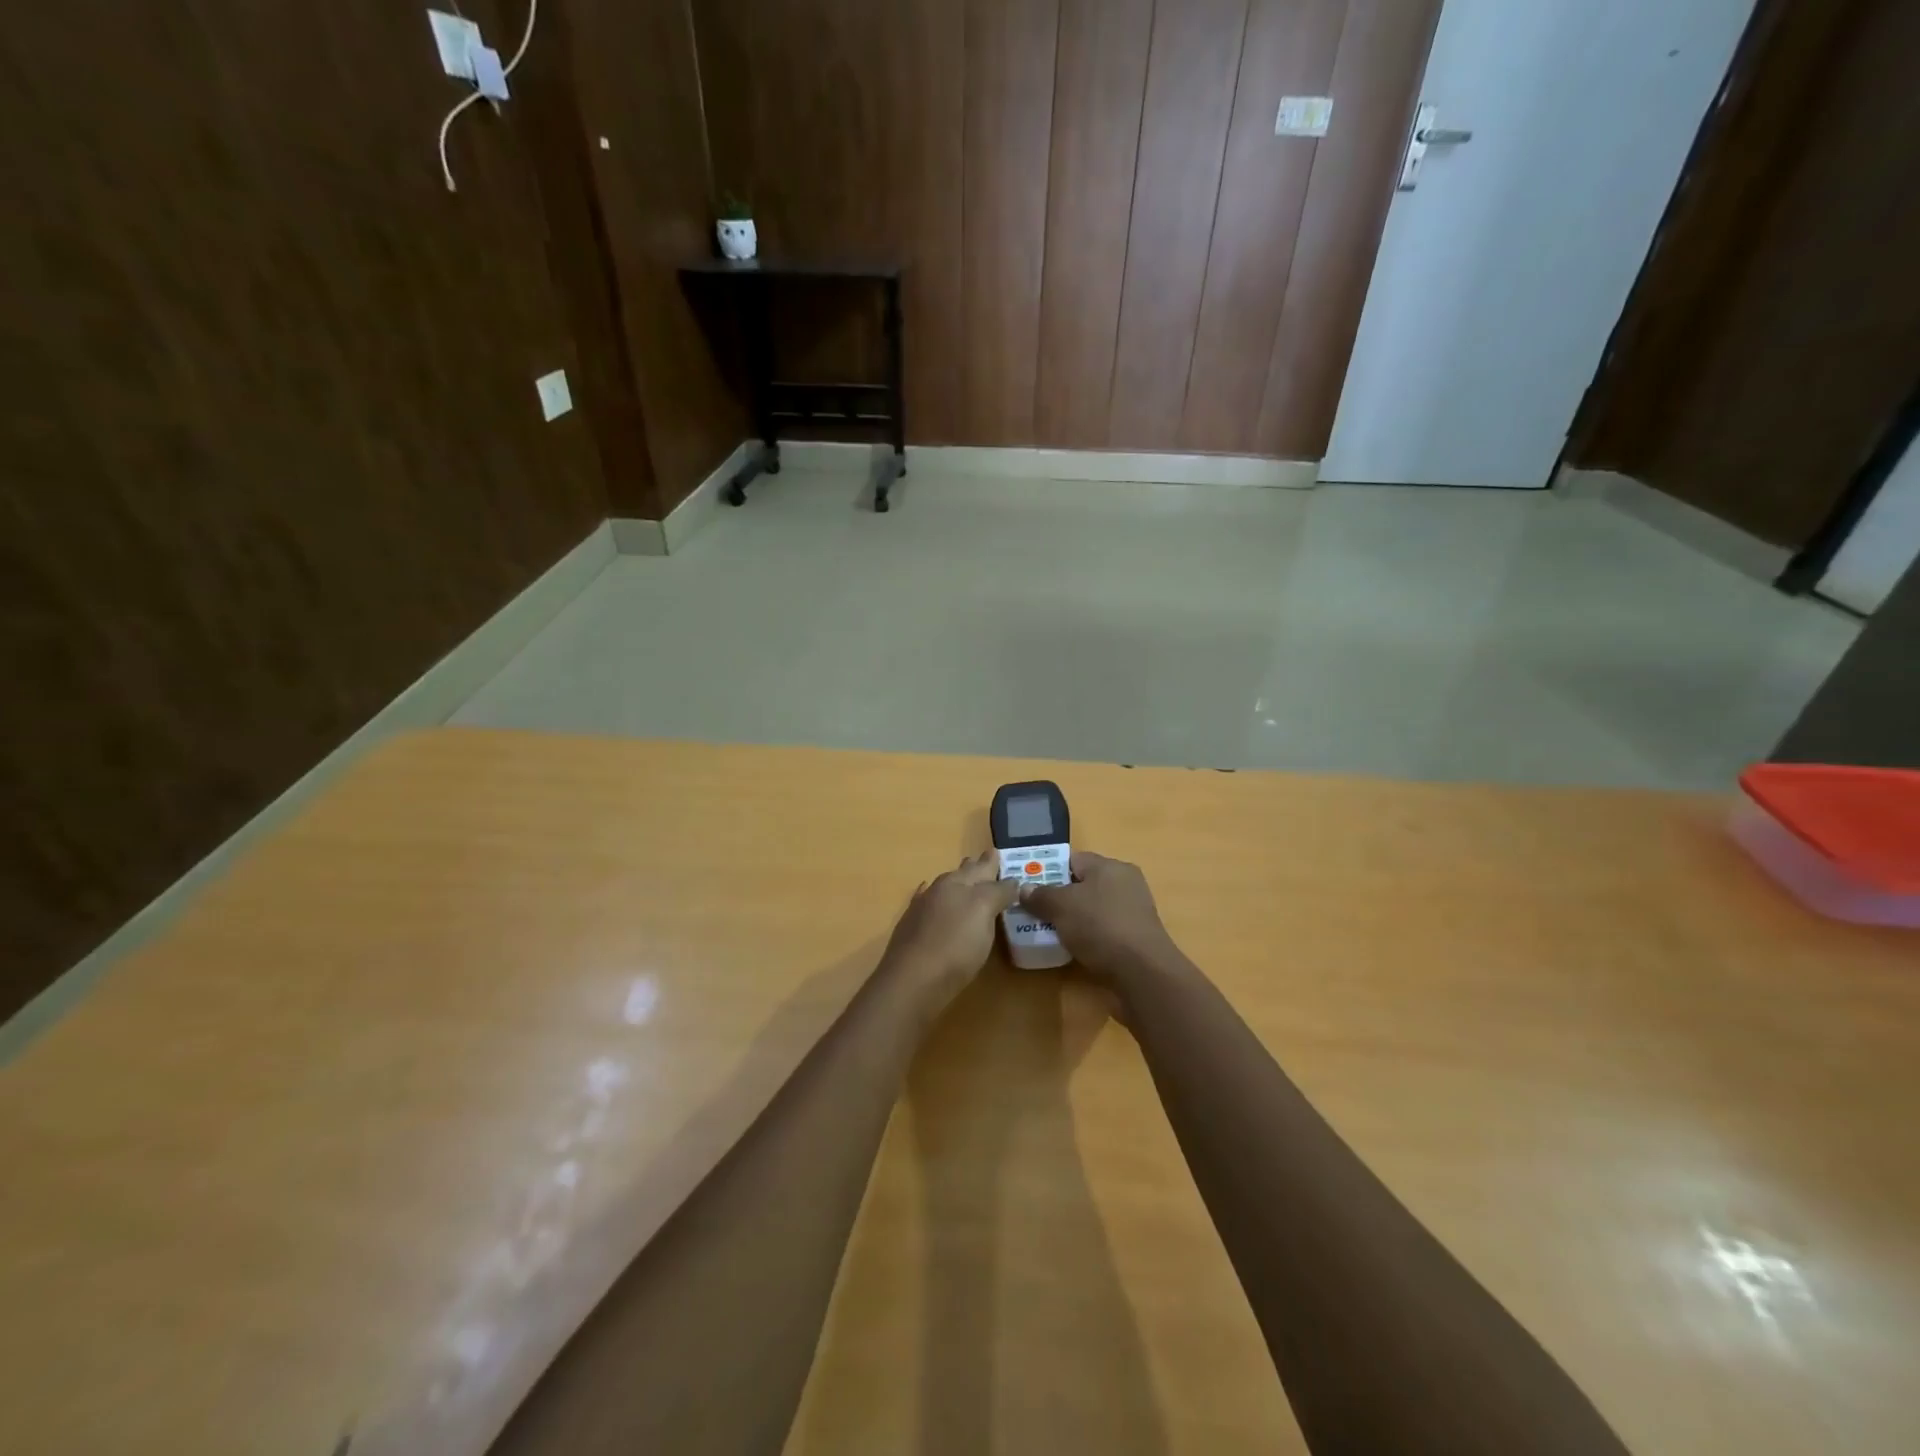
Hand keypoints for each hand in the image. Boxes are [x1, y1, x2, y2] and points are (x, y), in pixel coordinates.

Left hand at [884, 852, 1019, 997]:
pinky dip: (933, 897)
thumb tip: (1012, 880)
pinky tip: (930, 896)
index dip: (992, 862)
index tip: (998, 853)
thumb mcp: (984, 913)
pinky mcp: (911, 930)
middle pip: (961, 874)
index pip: (981, 868)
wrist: (912, 980)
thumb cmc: (955, 945)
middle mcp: (939, 890)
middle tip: (987, 860)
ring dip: (957, 883)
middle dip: (975, 868)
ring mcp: (922, 909)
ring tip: (965, 879)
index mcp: (959, 883)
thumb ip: (998, 893)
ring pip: (944, 888)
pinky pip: (926, 904)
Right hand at [1017, 851, 1180, 980]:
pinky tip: (1072, 949)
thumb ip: (1040, 895)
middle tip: (1034, 911)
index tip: (1029, 887)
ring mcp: (1133, 912)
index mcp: (1110, 867)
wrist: (1142, 973)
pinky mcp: (1136, 938)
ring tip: (1047, 932)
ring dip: (1072, 920)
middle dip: (1059, 897)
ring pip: (1093, 909)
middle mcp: (1125, 884)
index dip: (1049, 870)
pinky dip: (1087, 937)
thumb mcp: (1061, 907)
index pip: (1073, 860)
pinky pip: (1103, 930)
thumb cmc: (1100, 926)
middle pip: (1083, 885)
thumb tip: (1024, 889)